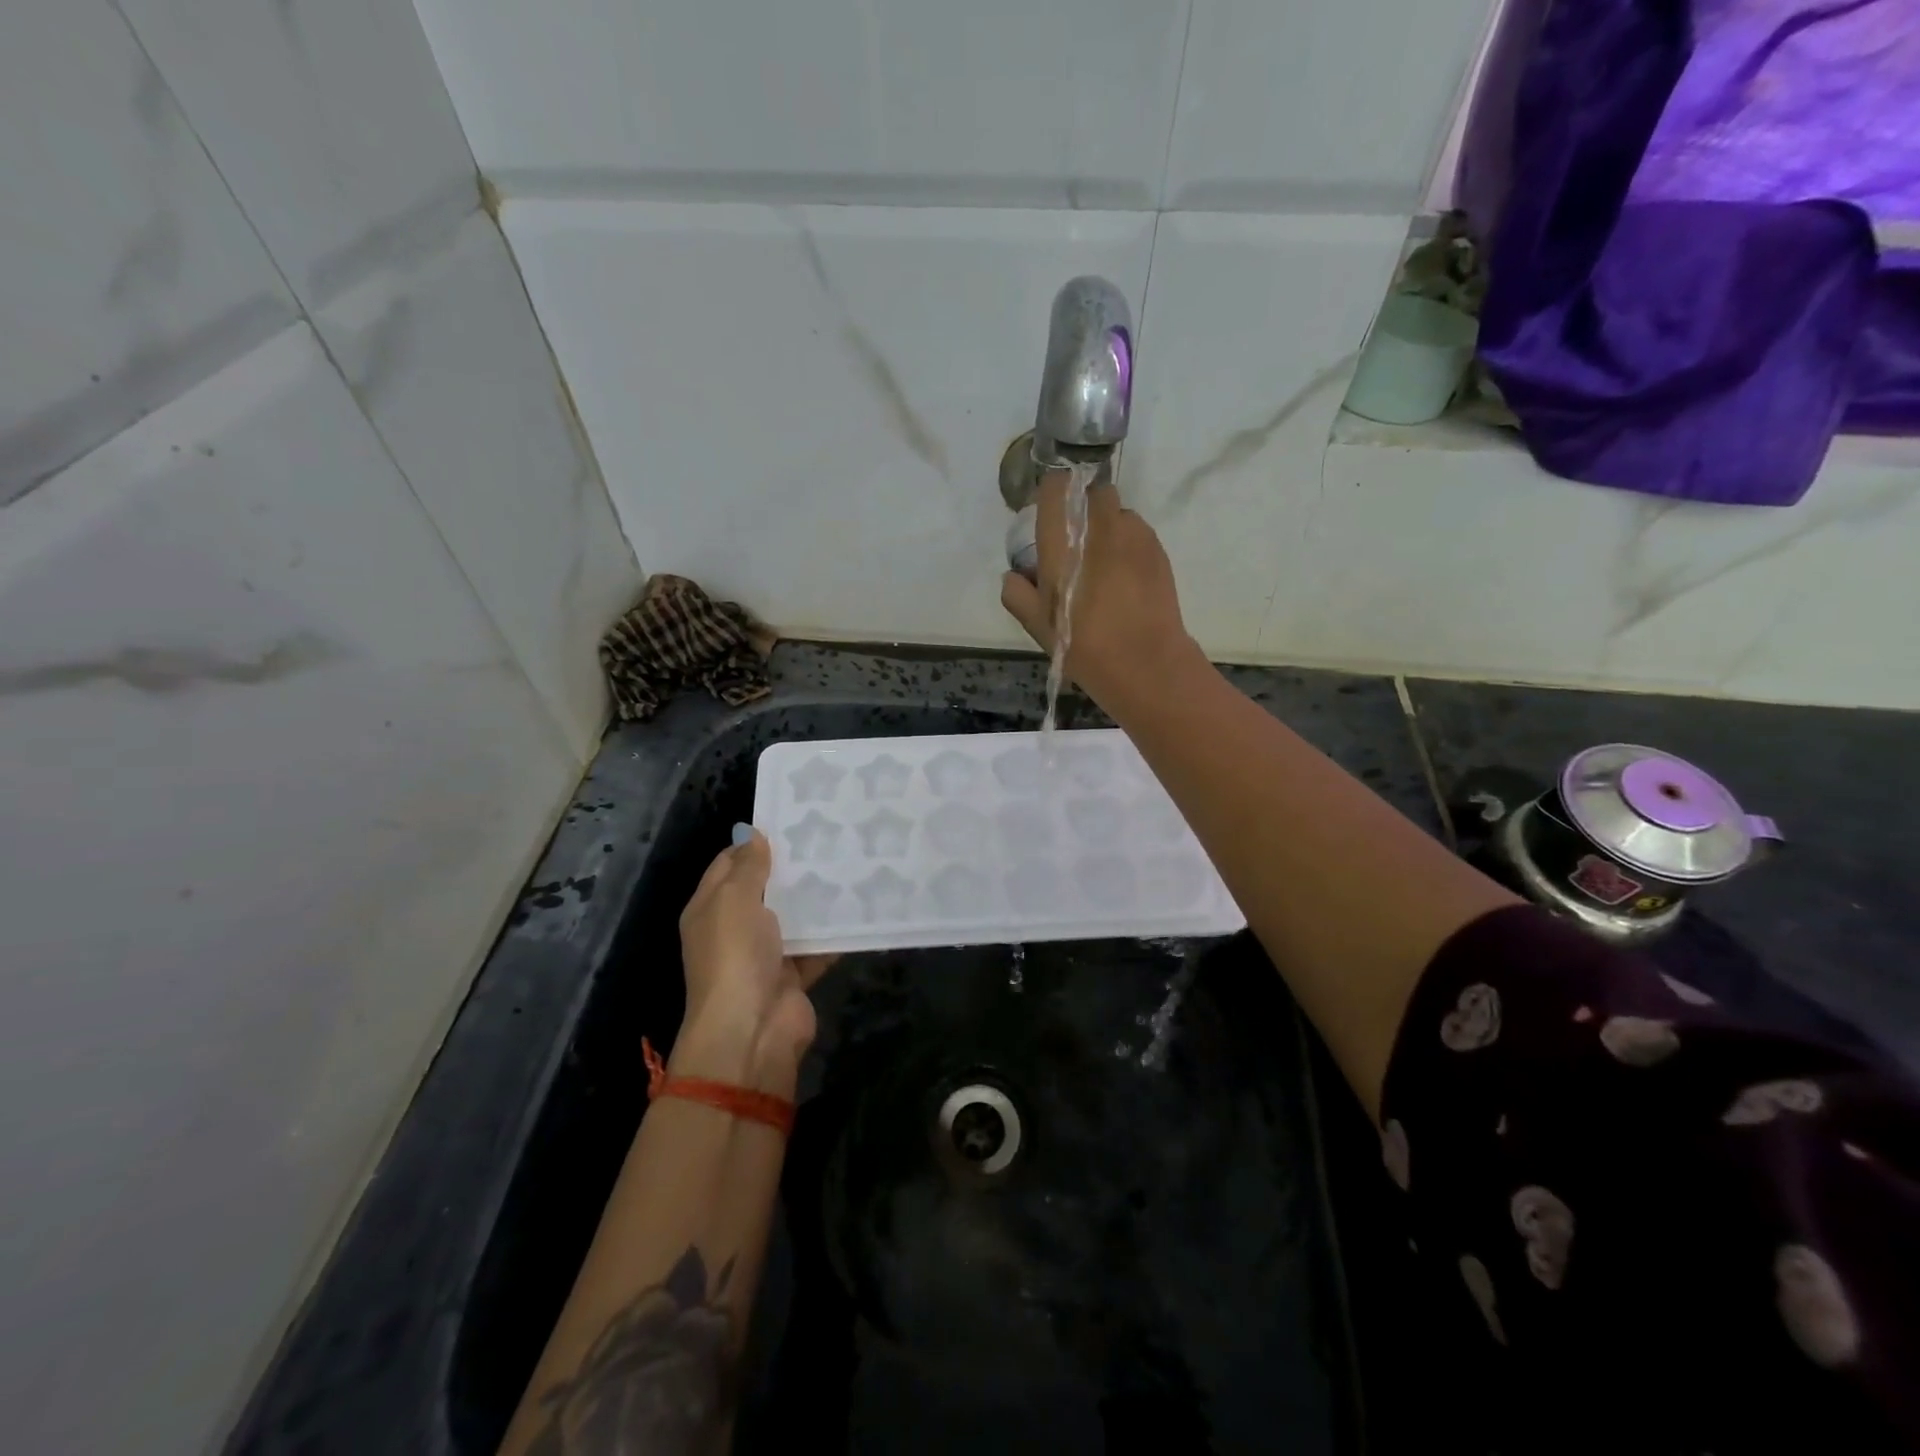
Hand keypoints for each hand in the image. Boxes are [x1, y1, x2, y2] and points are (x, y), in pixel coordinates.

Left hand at [674, 827, 834, 1095]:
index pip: (729, 864)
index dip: (754, 843)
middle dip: (792, 867)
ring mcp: (765, 954)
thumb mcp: (733, 900)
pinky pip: (817, 946)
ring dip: (816, 898)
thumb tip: (751, 833)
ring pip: (794, 917)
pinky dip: (835, 932)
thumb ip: (746, 866)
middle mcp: (735, 929)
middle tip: (829, 837)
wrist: (752, 1031)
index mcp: (710, 908)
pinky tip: (861, 905)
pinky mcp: (794, 975)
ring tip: (851, 863)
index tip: (791, 821)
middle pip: (765, 889)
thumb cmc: (735, 956)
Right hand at [1000, 471, 1197, 710]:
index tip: (1049, 513)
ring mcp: (1134, 535)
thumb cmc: (1083, 643)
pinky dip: (1129, 545)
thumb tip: (1014, 576)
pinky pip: (1138, 533)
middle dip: (1085, 507)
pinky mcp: (1158, 550)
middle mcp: (1100, 527)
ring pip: (1119, 512)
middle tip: (1078, 541)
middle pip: (1093, 491)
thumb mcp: (1038, 626)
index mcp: (1065, 541)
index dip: (1052, 493)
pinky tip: (1126, 577)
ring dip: (1109, 527)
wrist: (1144, 661)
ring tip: (1105, 563)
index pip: (1056, 487)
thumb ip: (1017, 594)